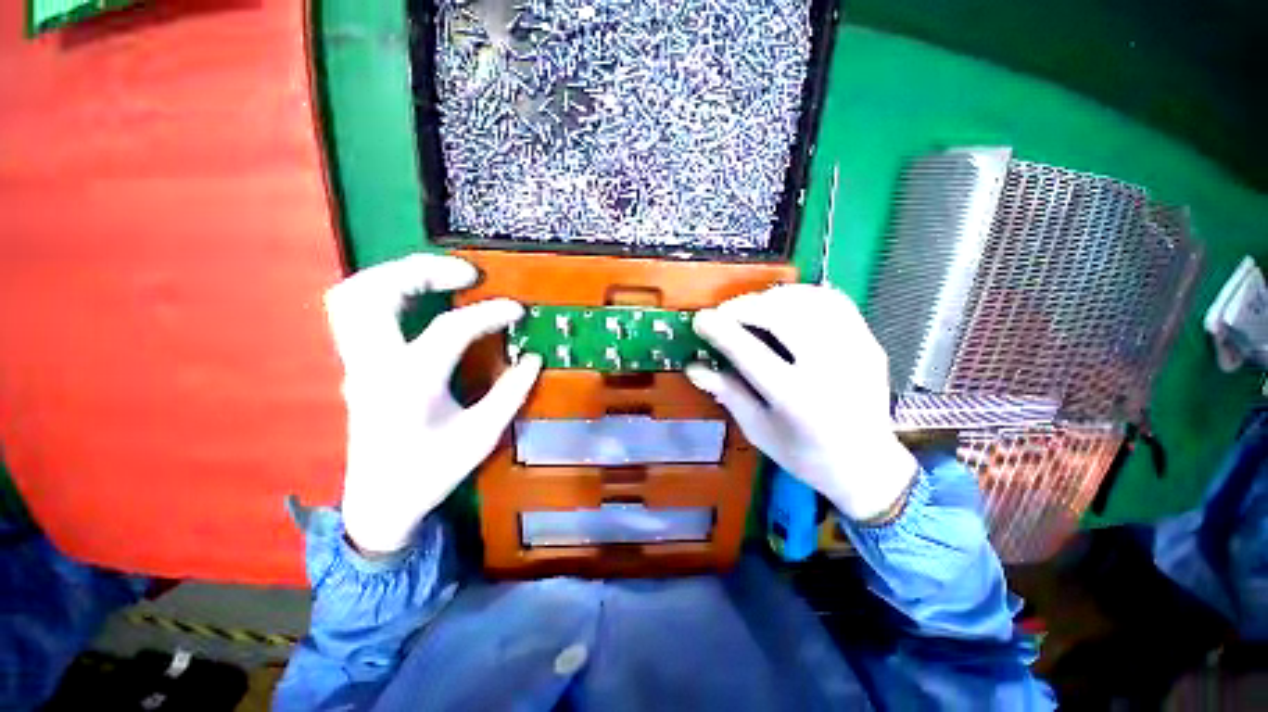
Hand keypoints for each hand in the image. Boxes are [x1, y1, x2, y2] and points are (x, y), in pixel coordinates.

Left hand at [324, 254, 541, 553]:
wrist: (380, 503)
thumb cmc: (432, 472)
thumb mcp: (482, 436)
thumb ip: (511, 393)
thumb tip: (533, 358)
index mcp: (409, 385)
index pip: (449, 330)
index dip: (489, 313)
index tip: (517, 309)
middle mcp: (373, 366)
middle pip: (374, 293)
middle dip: (421, 270)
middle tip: (466, 273)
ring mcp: (356, 364)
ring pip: (353, 296)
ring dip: (397, 275)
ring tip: (441, 277)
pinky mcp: (356, 366)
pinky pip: (356, 312)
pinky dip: (386, 292)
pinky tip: (419, 298)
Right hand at [686, 285, 916, 521]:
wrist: (867, 465)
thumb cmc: (804, 454)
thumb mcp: (757, 429)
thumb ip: (727, 392)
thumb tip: (693, 366)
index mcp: (796, 400)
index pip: (749, 352)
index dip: (720, 330)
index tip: (700, 319)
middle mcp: (829, 370)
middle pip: (781, 317)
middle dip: (744, 307)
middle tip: (725, 313)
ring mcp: (856, 351)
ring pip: (809, 301)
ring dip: (772, 297)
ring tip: (752, 307)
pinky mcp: (869, 342)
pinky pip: (835, 301)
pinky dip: (803, 294)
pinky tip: (786, 305)